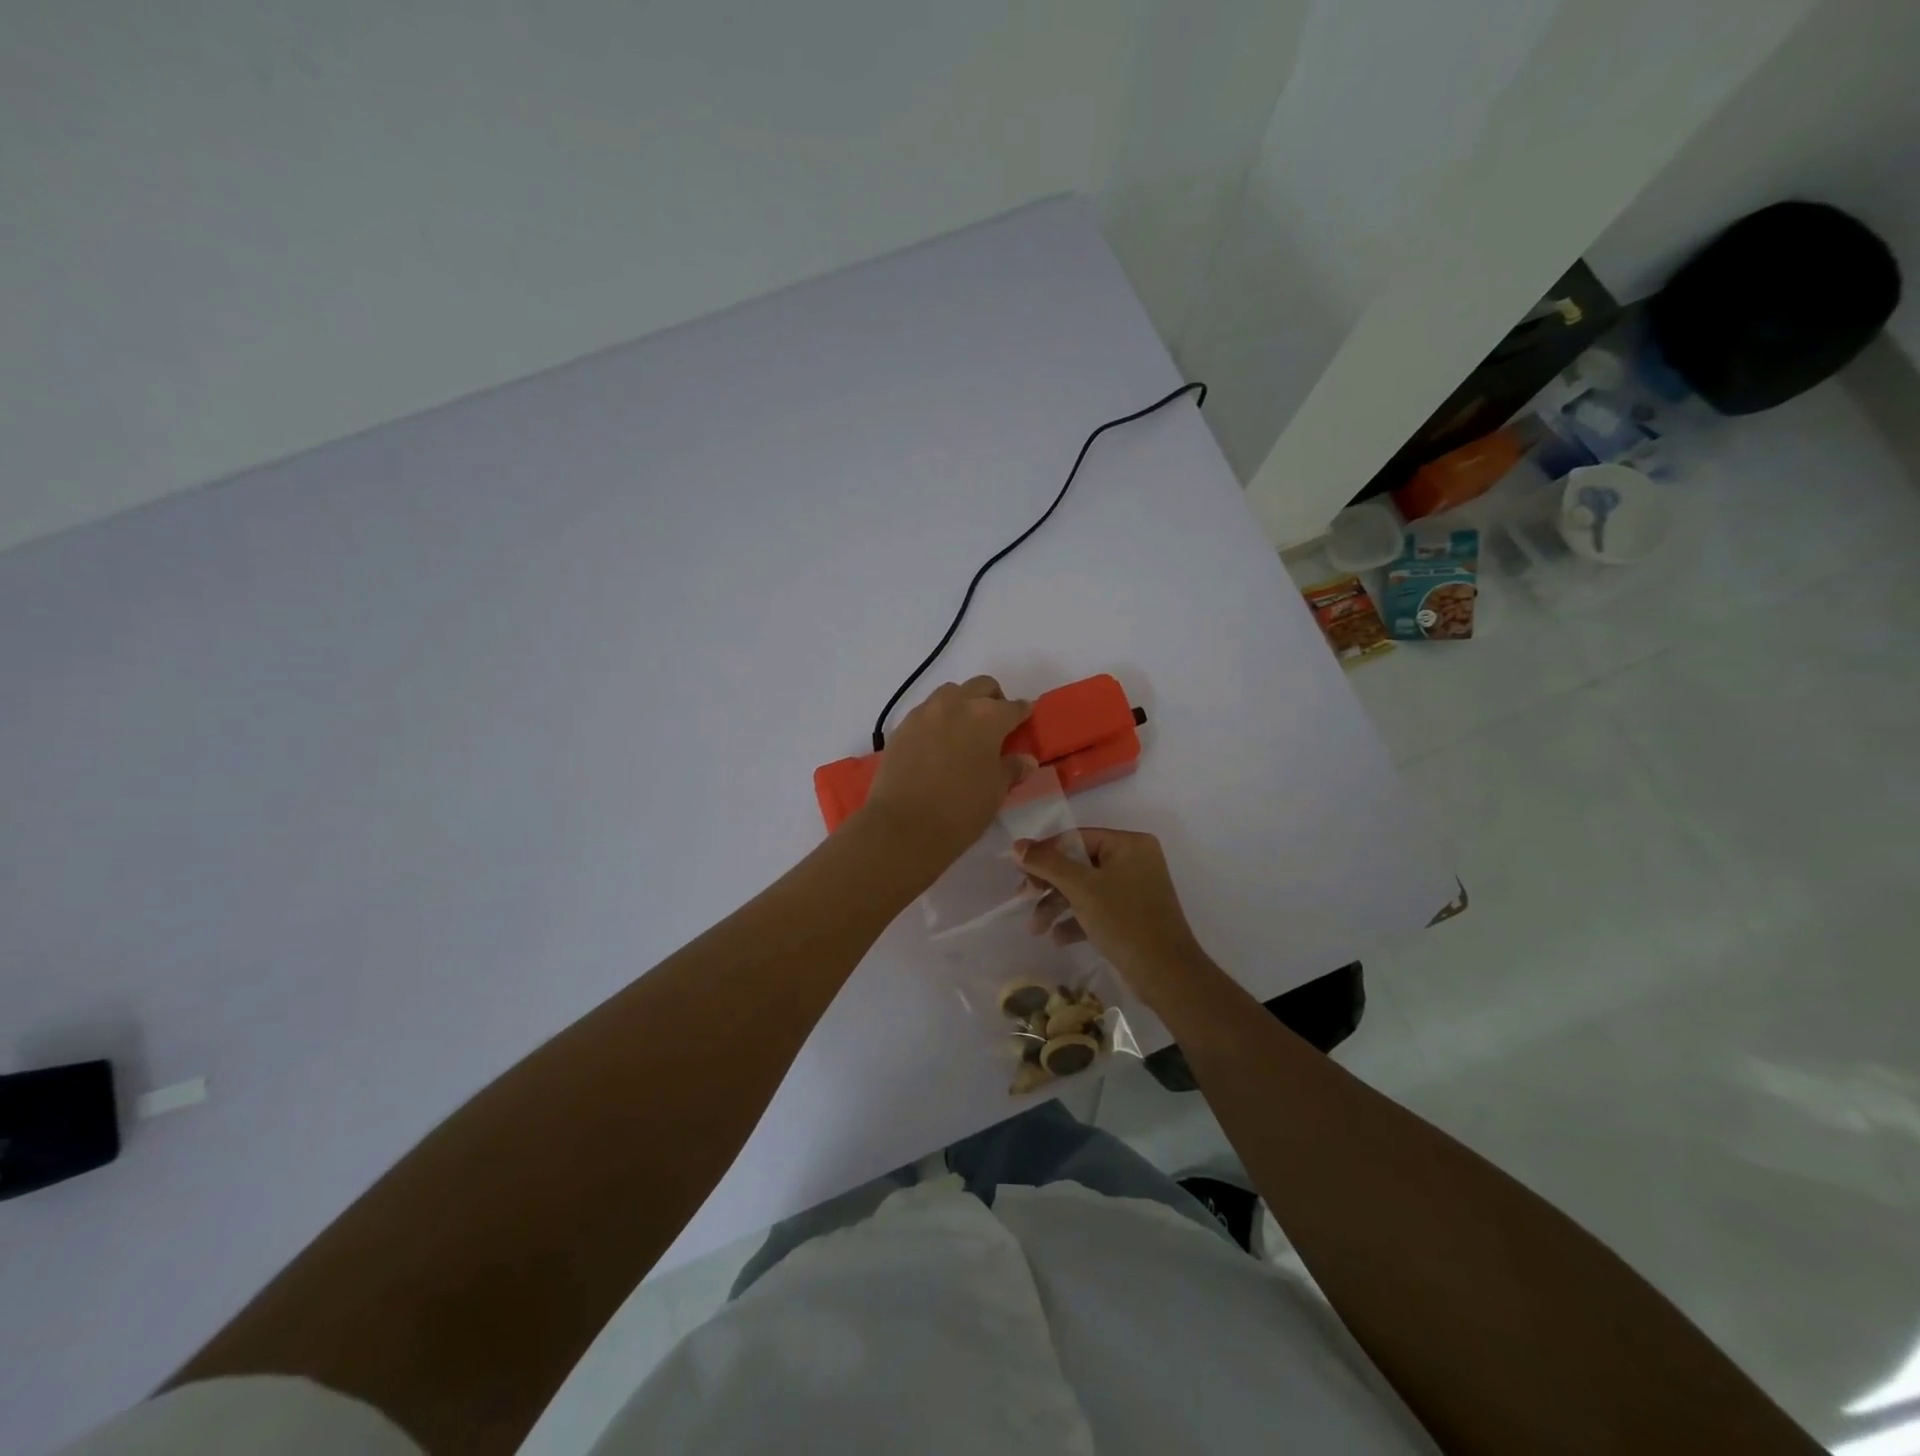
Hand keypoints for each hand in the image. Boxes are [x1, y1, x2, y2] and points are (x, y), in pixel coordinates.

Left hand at [859, 676, 1034, 865]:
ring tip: (964, 731)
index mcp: (988, 717)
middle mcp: (957, 705)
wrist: (904, 825)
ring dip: (962, 704)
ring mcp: (925, 713)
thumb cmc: (961, 810)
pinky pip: (926, 712)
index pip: (1013, 707)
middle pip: (981, 686)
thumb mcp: (995, 792)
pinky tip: (938, 743)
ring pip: (950, 693)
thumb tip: (1025, 760)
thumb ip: (1011, 768)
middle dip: (993, 699)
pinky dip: (937, 719)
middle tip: (995, 724)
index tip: (1025, 719)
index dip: (1022, 713)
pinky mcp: (902, 727)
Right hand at [1014, 828, 1213, 998]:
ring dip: (1057, 906)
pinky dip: (1075, 920)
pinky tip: (1057, 938)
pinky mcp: (1130, 915)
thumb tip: (1017, 845)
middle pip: (1078, 864)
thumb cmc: (1124, 921)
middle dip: (1049, 885)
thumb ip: (1047, 864)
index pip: (1076, 838)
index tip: (1018, 871)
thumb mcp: (1081, 888)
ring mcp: (1133, 889)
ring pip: (1084, 888)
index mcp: (1129, 844)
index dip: (1045, 853)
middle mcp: (1134, 860)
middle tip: (1022, 898)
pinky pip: (1096, 908)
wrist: (1166, 975)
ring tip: (1036, 928)